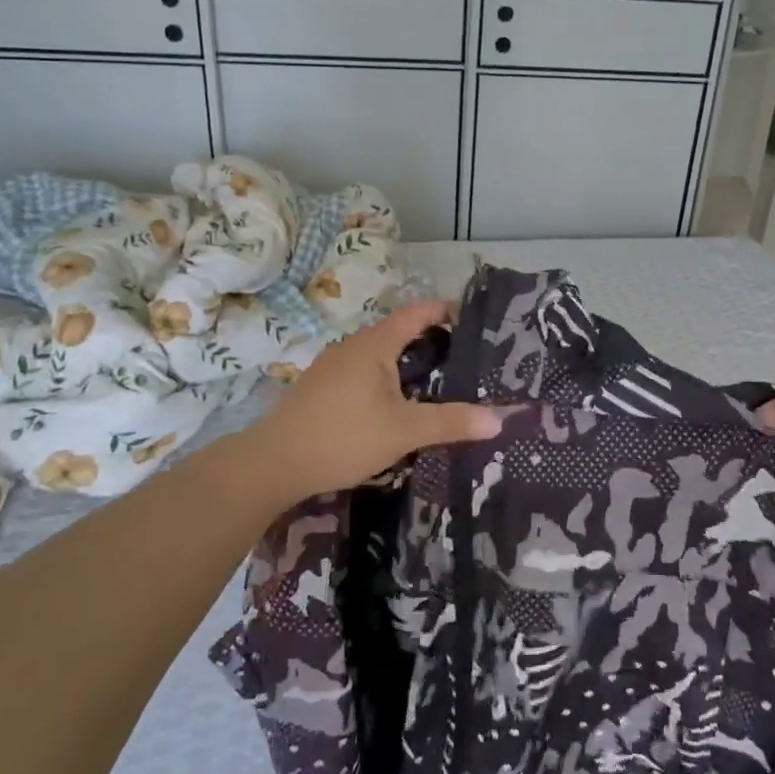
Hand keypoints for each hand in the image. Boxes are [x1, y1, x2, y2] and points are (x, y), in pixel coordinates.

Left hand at [246, 299, 502, 503]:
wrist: (274, 463)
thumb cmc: (343, 437)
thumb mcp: (404, 431)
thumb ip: (451, 422)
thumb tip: (500, 418)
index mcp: (374, 344)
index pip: (416, 313)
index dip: (443, 310)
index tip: (471, 316)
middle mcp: (352, 346)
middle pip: (397, 332)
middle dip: (429, 339)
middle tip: (462, 355)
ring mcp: (332, 366)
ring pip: (378, 354)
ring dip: (405, 361)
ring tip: (434, 379)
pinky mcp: (320, 388)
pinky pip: (362, 371)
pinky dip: (385, 377)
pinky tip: (393, 403)